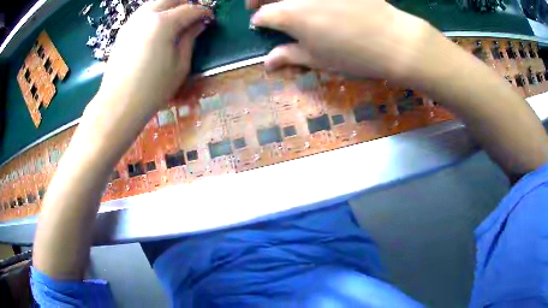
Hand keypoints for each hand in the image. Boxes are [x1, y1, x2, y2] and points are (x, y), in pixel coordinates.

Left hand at [98, 1, 212, 111]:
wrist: (118, 105)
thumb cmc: (152, 89)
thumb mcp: (180, 66)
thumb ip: (190, 39)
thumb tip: (199, 24)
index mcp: (163, 23)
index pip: (190, 9)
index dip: (203, 12)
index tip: (210, 17)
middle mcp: (146, 16)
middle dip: (185, 4)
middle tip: (192, 17)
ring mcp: (132, 22)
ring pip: (155, 3)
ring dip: (169, 7)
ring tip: (175, 22)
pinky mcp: (123, 32)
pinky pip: (142, 14)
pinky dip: (154, 15)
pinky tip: (157, 29)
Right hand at [248, 0, 435, 86]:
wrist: (392, 41)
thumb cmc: (352, 55)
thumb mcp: (318, 59)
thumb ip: (289, 55)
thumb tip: (267, 62)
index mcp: (289, 15)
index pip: (263, 14)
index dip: (258, 20)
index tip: (260, 23)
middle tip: (257, 3)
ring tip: (285, 2)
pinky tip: (313, 2)